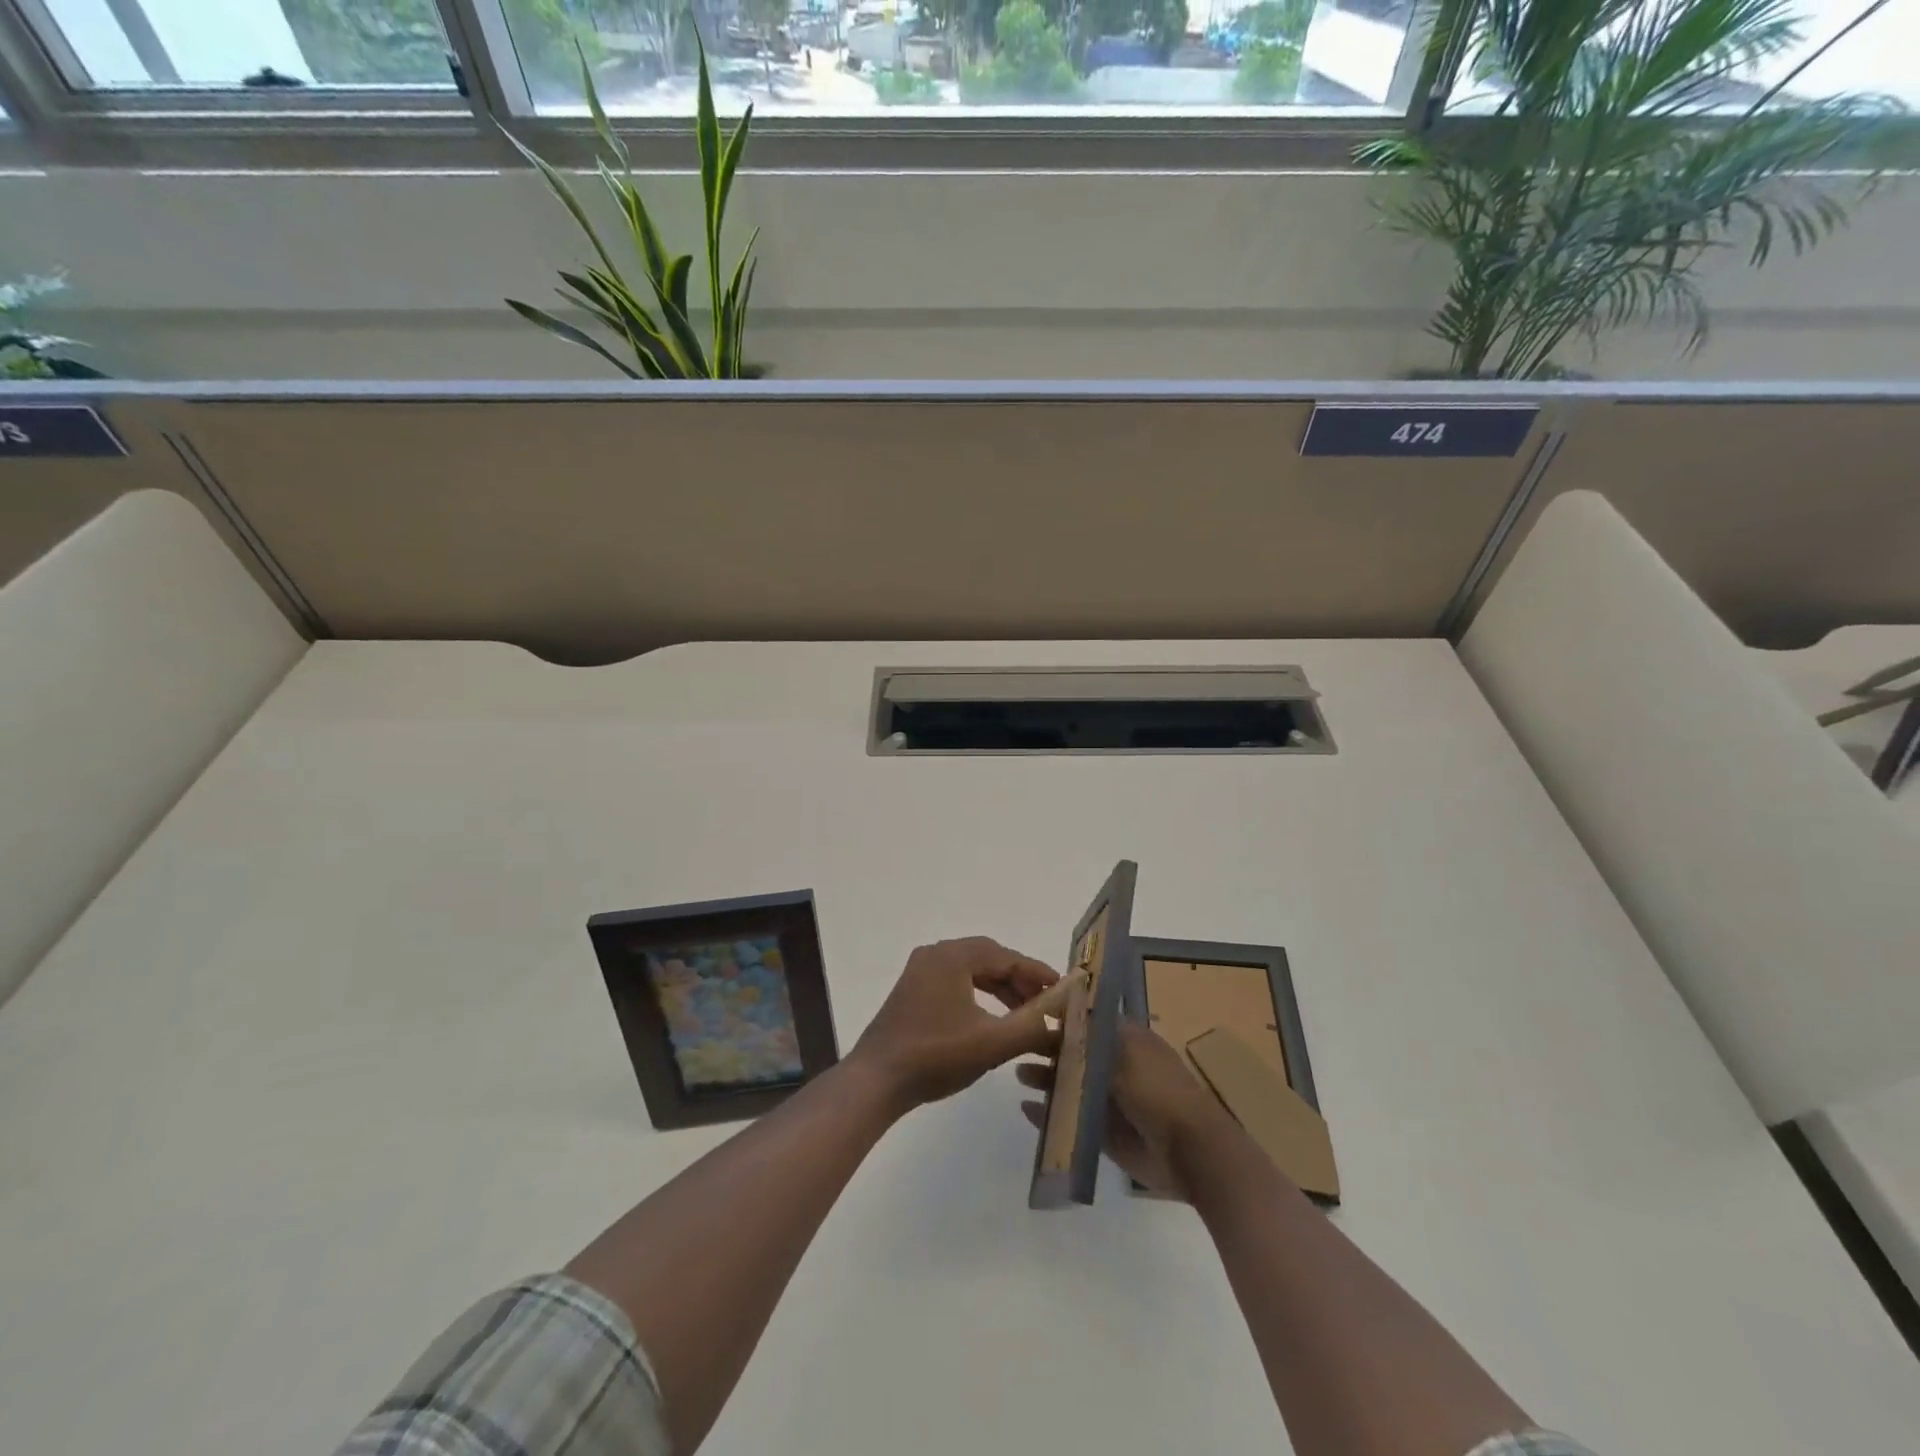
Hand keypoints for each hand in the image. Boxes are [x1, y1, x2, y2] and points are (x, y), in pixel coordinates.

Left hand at [852, 938, 1070, 1112]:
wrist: (877, 1081)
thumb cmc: (936, 1055)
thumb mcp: (992, 1043)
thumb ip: (1031, 1027)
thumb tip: (1061, 1019)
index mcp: (952, 955)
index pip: (1006, 956)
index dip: (1036, 972)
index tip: (1062, 989)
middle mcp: (935, 954)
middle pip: (988, 958)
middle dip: (1019, 980)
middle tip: (1045, 1003)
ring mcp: (920, 972)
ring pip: (972, 971)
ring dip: (1000, 988)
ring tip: (1024, 1013)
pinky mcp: (912, 992)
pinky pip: (955, 982)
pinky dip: (979, 995)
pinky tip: (992, 1019)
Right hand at [1019, 1021, 1230, 1200]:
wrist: (1190, 1151)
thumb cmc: (1158, 1090)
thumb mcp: (1123, 1052)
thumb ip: (1090, 1037)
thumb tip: (1064, 1012)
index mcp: (1126, 1039)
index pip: (1087, 1022)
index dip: (1062, 1018)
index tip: (1031, 1014)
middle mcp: (1116, 1066)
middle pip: (1075, 1053)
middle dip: (1049, 1050)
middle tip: (1017, 1046)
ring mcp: (1110, 1101)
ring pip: (1071, 1086)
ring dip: (1047, 1080)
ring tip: (1020, 1075)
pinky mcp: (1105, 1134)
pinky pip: (1072, 1121)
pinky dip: (1051, 1116)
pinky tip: (1027, 1109)